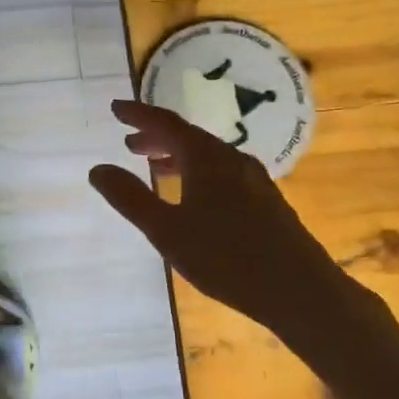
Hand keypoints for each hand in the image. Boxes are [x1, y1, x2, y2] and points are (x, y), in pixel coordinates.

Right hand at [91, 100, 398, 398]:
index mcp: (207, 158)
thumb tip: (98, 169)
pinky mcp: (265, 202)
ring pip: (208, 157)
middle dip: (157, 137)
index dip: (139, 115)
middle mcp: (232, 159)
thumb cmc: (227, 258)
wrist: (300, 290)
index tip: (116, 108)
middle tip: (130, 143)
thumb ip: (131, 199)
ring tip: (155, 167)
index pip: (167, 124)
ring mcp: (253, 180)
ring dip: (177, 157)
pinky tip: (194, 197)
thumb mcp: (167, 231)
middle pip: (189, 138)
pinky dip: (197, 174)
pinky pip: (222, 173)